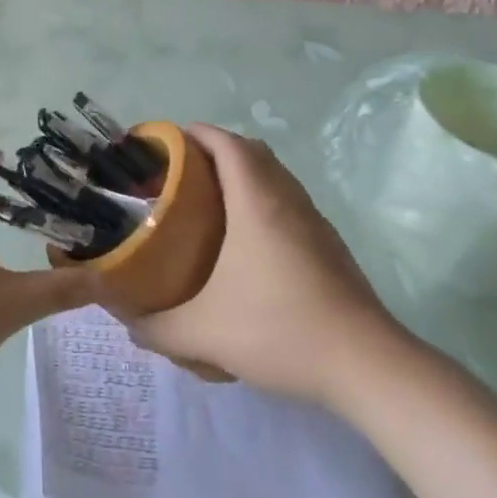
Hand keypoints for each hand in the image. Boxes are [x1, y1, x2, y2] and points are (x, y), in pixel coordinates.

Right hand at [126, 124, 412, 412]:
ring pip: (275, 176)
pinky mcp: (330, 245)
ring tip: (210, 203)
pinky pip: (289, 202)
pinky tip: (249, 243)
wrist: (367, 364)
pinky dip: (264, 201)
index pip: (227, 143)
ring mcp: (314, 221)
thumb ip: (159, 328)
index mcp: (256, 201)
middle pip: (251, 151)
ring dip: (244, 174)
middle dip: (216, 150)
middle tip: (182, 173)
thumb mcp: (206, 333)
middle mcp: (287, 199)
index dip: (196, 133)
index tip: (167, 143)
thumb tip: (129, 324)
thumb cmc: (280, 329)